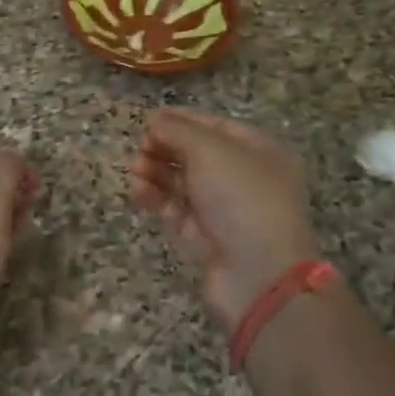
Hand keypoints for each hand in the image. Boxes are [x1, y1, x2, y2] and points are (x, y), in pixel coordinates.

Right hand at [130, 110, 321, 333]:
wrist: (258, 275)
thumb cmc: (241, 199)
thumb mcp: (210, 151)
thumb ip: (178, 130)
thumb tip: (154, 120)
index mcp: (259, 151)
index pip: (215, 126)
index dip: (181, 120)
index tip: (148, 119)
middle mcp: (245, 178)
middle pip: (196, 154)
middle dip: (164, 148)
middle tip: (139, 149)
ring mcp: (225, 210)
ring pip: (183, 182)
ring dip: (156, 172)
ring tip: (134, 171)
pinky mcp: (205, 238)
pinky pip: (175, 210)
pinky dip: (156, 199)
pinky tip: (138, 193)